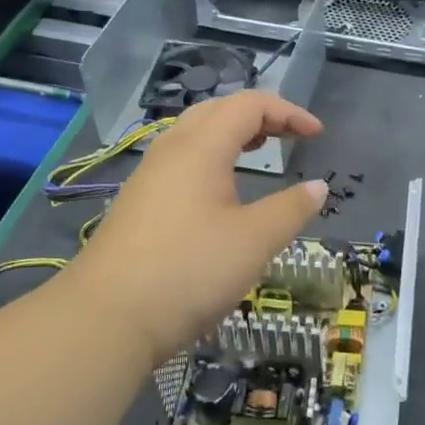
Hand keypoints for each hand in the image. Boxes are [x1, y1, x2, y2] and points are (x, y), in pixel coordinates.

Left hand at [71, 91, 327, 365]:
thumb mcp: (254, 241)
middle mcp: (171, 151)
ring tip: (258, 151)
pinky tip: (219, 190)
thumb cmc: (189, 270)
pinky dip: (211, 157)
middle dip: (259, 116)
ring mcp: (149, 177)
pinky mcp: (138, 204)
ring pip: (194, 135)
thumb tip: (318, 187)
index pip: (249, 105)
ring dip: (232, 134)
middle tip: (290, 136)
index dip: (288, 112)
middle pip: (218, 111)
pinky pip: (181, 161)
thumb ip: (291, 209)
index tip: (317, 134)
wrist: (106, 318)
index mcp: (201, 147)